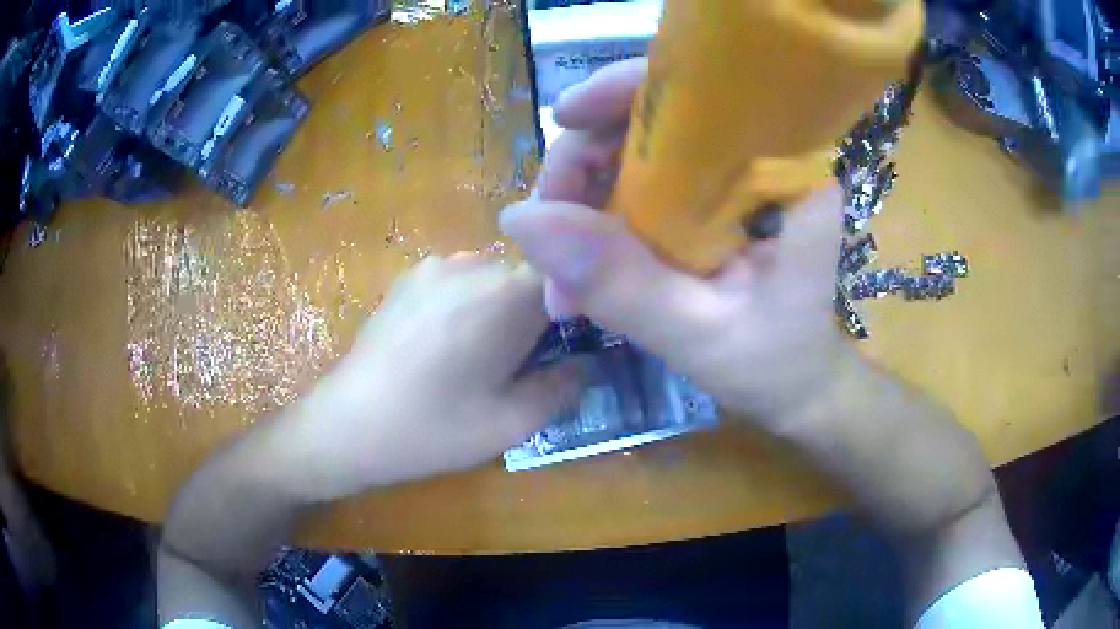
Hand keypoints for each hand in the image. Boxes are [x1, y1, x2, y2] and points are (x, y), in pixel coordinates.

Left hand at [280, 255, 579, 497]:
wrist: (349, 425)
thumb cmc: (434, 428)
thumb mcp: (513, 423)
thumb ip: (564, 387)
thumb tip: (588, 363)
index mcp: (507, 295)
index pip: (569, 278)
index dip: (577, 311)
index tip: (569, 347)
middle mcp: (473, 263)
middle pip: (529, 276)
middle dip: (537, 313)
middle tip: (523, 363)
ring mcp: (435, 265)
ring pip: (493, 278)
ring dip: (499, 309)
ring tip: (477, 356)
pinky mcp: (408, 277)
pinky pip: (458, 280)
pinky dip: (467, 304)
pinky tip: (442, 346)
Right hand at [500, 58, 851, 426]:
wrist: (797, 388)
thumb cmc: (776, 365)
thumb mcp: (701, 335)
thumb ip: (620, 283)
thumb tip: (521, 220)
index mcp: (784, 171)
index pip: (704, 90)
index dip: (629, 88)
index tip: (566, 117)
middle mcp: (755, 159)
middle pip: (652, 118)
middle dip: (584, 163)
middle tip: (544, 230)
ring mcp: (724, 180)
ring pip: (632, 155)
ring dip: (580, 204)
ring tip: (558, 281)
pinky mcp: (702, 203)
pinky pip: (634, 190)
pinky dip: (595, 226)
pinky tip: (574, 278)